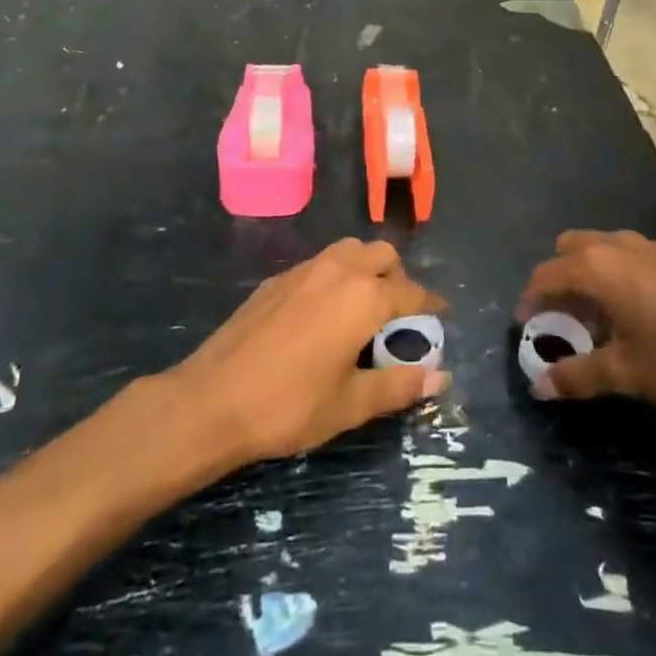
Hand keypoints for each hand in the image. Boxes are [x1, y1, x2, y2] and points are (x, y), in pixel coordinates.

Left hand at [174, 238, 447, 465]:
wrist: (212, 400)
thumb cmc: (289, 405)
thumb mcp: (351, 404)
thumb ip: (398, 385)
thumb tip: (439, 376)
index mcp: (364, 298)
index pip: (411, 291)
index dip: (431, 303)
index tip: (443, 313)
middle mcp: (338, 271)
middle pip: (381, 255)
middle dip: (398, 276)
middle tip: (399, 312)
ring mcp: (303, 270)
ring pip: (349, 250)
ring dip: (366, 268)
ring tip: (364, 307)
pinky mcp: (276, 280)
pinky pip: (319, 264)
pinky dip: (335, 276)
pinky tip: (323, 313)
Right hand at [516, 229, 655, 412]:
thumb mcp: (628, 372)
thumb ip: (579, 377)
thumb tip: (539, 389)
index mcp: (597, 268)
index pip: (547, 274)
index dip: (531, 299)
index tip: (525, 325)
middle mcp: (618, 246)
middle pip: (570, 249)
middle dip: (558, 278)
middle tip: (561, 319)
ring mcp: (650, 247)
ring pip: (602, 249)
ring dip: (589, 276)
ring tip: (597, 319)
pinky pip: (628, 257)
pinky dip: (617, 276)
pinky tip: (636, 314)